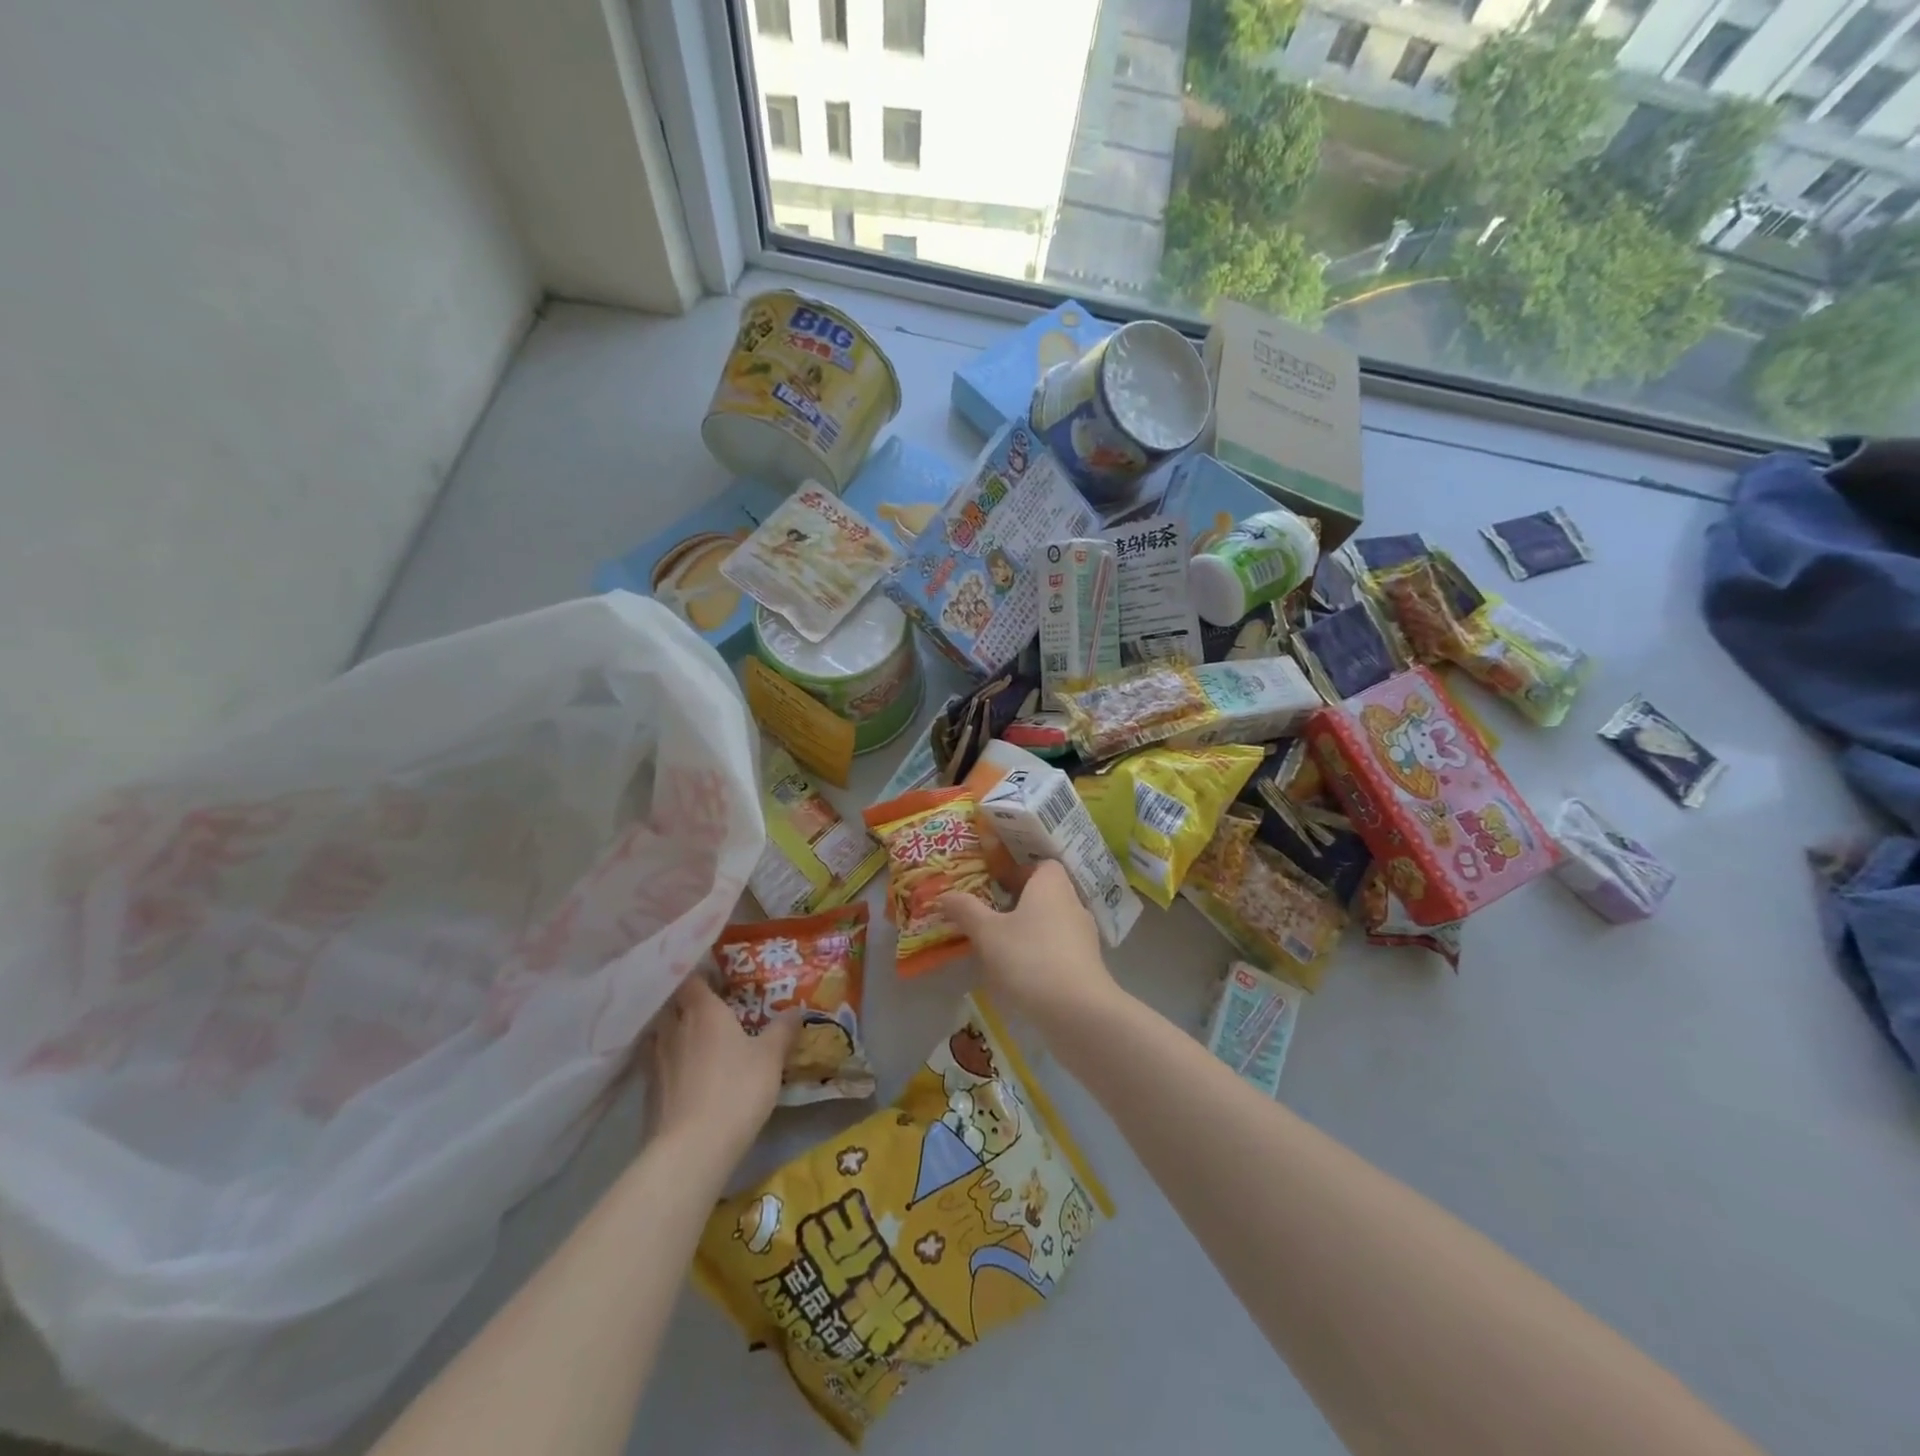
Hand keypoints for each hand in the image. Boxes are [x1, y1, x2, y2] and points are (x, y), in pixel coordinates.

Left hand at [646, 976, 798, 1167]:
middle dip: (685, 1002)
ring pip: (660, 1033)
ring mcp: (655, 1060)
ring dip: (672, 1031)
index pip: (692, 980)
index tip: (716, 977)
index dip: (701, 975)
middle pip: (672, 1004)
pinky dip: (667, 1061)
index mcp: (703, 1011)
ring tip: (691, 1037)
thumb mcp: (771, 1058)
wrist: (691, 1149)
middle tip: (707, 1007)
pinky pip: (655, 1063)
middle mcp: (674, 1028)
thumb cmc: (736, 1090)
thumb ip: (782, 1030)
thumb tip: (797, 1009)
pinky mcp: (647, 1091)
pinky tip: (682, 1072)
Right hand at [937, 860, 1119, 1031]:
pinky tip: (1022, 973)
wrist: (1077, 1011)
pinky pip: (1060, 948)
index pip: (1040, 864)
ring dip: (1030, 931)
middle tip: (990, 915)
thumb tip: (945, 894)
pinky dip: (1043, 954)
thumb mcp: (987, 933)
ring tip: (1001, 946)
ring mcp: (1085, 936)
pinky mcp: (1088, 965)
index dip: (1018, 871)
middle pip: (1045, 894)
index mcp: (1051, 884)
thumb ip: (966, 910)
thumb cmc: (1029, 958)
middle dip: (1019, 903)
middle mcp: (1073, 903)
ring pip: (1053, 923)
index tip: (994, 884)